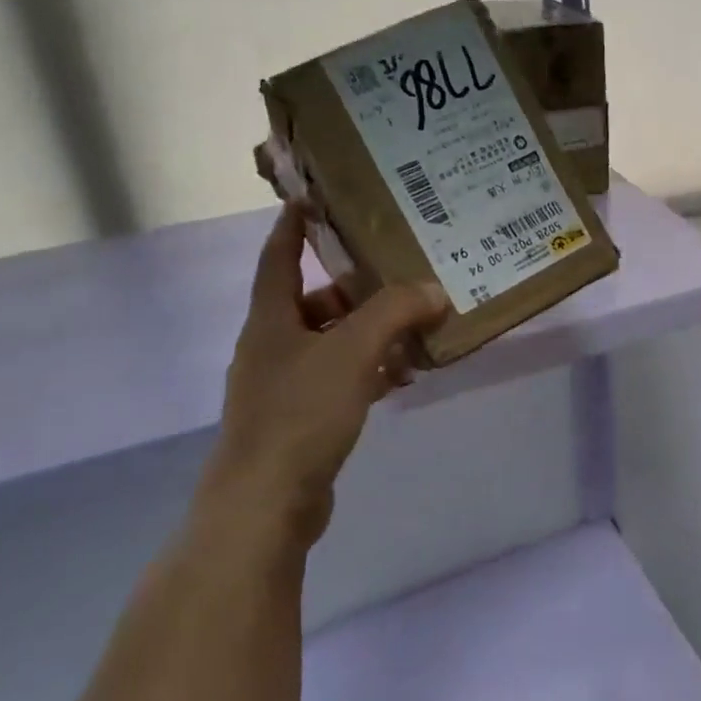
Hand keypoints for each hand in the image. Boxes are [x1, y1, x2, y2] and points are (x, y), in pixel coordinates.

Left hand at [194, 205, 448, 553]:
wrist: (266, 501)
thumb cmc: (300, 413)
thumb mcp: (352, 351)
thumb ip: (395, 312)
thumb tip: (433, 289)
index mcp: (271, 320)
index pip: (278, 258)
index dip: (293, 227)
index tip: (312, 199)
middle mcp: (274, 346)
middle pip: (316, 302)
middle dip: (357, 289)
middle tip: (402, 276)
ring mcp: (286, 385)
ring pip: (334, 344)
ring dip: (372, 334)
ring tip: (418, 328)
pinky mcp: (303, 419)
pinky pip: (342, 379)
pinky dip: (371, 371)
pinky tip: (404, 376)